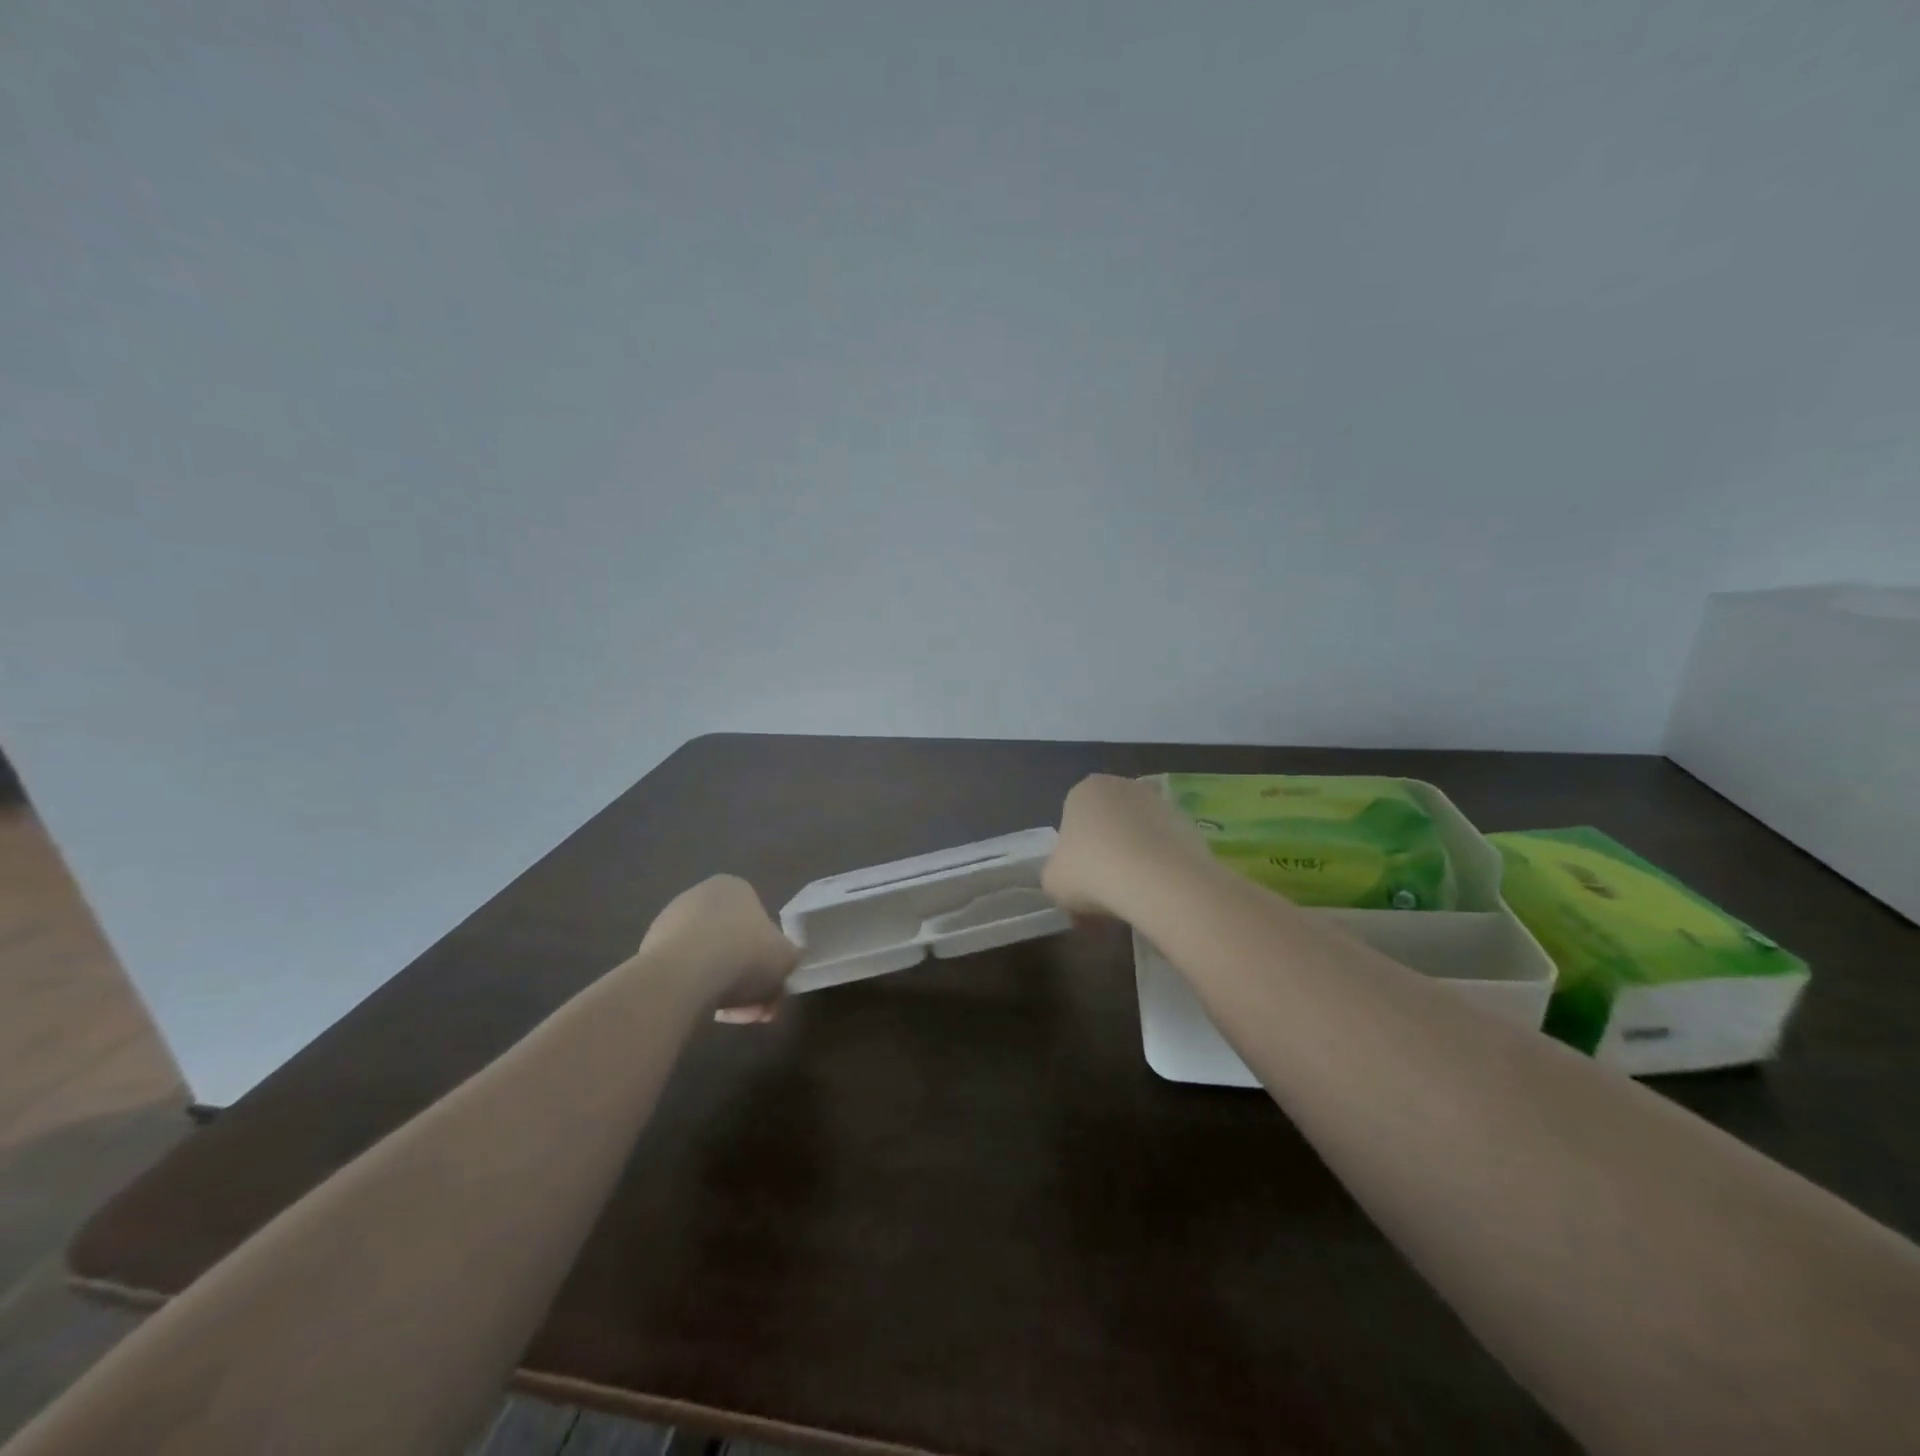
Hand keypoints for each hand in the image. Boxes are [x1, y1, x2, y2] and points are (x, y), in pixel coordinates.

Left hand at [639, 875, 798, 1021]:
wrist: (683, 976)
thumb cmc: (745, 955)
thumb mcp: (787, 957)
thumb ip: (790, 956)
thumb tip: (785, 961)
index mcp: (734, 887)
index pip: (759, 922)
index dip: (770, 958)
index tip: (772, 985)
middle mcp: (700, 896)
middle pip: (734, 945)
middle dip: (748, 979)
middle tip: (757, 1009)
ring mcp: (669, 923)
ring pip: (709, 963)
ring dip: (724, 990)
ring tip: (731, 1017)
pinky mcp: (648, 952)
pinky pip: (683, 975)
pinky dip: (696, 993)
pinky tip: (703, 1014)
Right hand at [1042, 774, 1214, 919]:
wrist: (1157, 881)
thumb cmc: (1093, 872)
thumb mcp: (1053, 880)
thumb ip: (1056, 872)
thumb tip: (1069, 877)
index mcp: (1085, 790)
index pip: (1073, 818)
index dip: (1074, 852)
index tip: (1079, 879)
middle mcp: (1123, 785)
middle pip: (1109, 822)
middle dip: (1107, 850)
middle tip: (1104, 888)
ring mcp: (1160, 802)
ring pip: (1139, 834)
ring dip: (1135, 857)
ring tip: (1134, 895)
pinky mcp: (1190, 823)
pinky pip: (1166, 847)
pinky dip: (1162, 866)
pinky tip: (1159, 891)